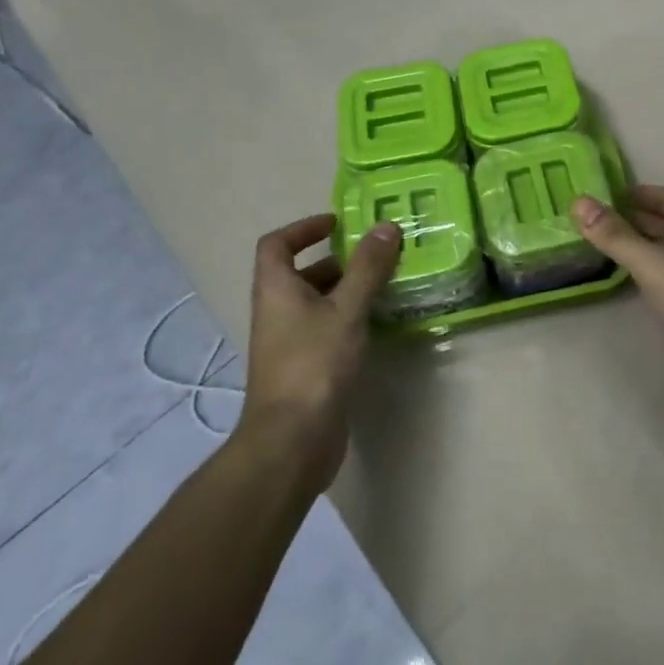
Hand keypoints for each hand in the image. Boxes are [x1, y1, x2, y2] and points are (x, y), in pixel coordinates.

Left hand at [242, 213, 400, 485]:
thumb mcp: (346, 309)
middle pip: (302, 272)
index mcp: (276, 289)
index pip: (277, 244)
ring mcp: (289, 342)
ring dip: (348, 289)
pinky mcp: (305, 366)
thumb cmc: (314, 364)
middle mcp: (277, 311)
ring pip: (317, 302)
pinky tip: (379, 322)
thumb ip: (368, 268)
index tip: (338, 224)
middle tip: (378, 254)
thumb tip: (386, 226)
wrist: (292, 440)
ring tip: (387, 283)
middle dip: (338, 259)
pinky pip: (327, 328)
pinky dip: (350, 318)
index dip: (303, 228)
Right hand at [572, 186, 663, 396]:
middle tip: (596, 224)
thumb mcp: (651, 262)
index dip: (634, 195)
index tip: (602, 198)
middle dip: (636, 220)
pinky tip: (639, 279)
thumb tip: (578, 202)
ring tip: (609, 248)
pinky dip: (658, 268)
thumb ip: (614, 234)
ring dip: (645, 246)